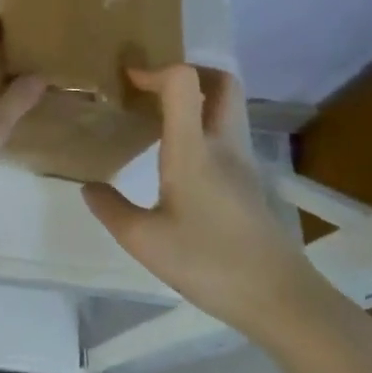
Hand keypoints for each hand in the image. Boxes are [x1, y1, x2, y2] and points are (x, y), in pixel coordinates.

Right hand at [82, 65, 332, 340]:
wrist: (282, 301)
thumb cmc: (211, 264)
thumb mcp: (144, 242)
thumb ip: (110, 209)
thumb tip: (89, 187)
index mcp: (194, 149)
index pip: (184, 81)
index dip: (154, 70)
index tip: (126, 82)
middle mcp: (223, 145)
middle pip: (222, 83)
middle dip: (187, 73)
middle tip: (151, 90)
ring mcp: (243, 163)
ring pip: (227, 108)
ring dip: (197, 99)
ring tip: (157, 119)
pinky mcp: (250, 184)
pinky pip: (227, 134)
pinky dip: (203, 127)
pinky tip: (177, 157)